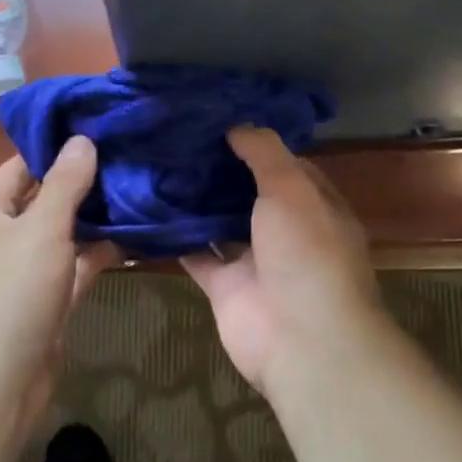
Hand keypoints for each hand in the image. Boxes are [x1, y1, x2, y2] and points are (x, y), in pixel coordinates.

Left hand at [0, 137, 116, 434]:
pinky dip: (99, 254)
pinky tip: (135, 236)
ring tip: (141, 190)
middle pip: (45, 199)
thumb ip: (65, 184)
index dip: (59, 148)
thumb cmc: (9, 295)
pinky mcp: (45, 302)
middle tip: (132, 157)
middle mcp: (0, 237)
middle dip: (85, 183)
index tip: (103, 128)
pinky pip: (74, 268)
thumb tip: (82, 139)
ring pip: (63, 235)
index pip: (22, 165)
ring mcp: (23, 272)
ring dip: (96, 219)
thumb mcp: (40, 230)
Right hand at [181, 127, 389, 391]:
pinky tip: (147, 209)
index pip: (285, 165)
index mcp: (314, 205)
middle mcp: (286, 230)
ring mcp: (256, 260)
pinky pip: (197, 255)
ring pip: (221, 223)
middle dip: (219, 170)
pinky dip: (175, 238)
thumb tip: (238, 125)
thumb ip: (265, 153)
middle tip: (175, 138)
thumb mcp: (292, 188)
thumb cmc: (307, 253)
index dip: (255, 144)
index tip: (217, 121)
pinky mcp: (226, 287)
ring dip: (195, 202)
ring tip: (157, 164)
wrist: (302, 340)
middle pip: (249, 193)